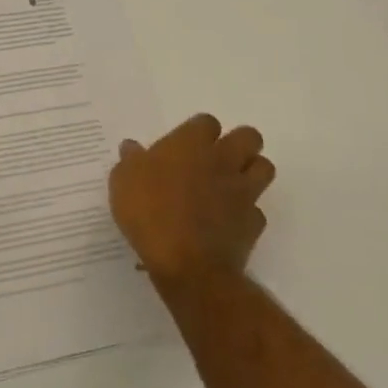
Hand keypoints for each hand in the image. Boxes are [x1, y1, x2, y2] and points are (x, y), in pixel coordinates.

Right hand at [109, 114, 274, 289]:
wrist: (187, 264)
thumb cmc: (150, 212)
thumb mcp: (123, 181)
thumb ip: (131, 160)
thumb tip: (132, 147)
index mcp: (191, 143)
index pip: (207, 122)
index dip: (199, 132)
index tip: (185, 146)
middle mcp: (223, 160)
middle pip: (249, 137)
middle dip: (239, 144)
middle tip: (218, 159)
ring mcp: (243, 192)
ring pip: (264, 168)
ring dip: (251, 173)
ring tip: (230, 185)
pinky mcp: (253, 224)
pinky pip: (257, 211)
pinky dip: (246, 215)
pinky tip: (228, 223)